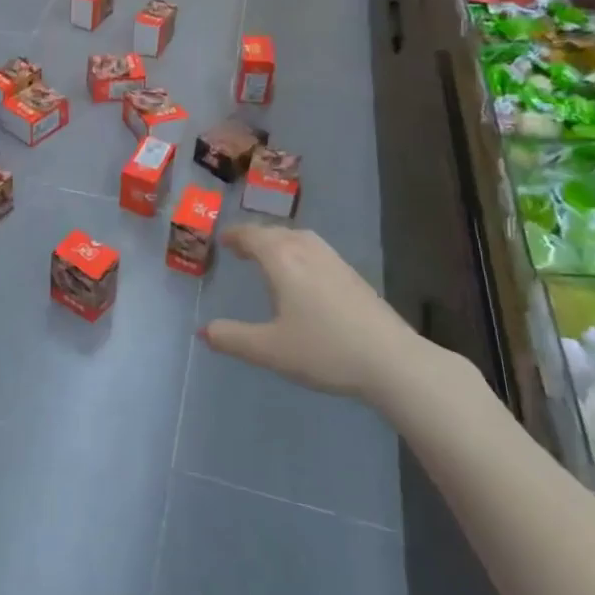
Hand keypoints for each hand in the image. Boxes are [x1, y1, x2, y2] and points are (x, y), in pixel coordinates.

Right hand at [200, 225, 420, 401]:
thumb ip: (232, 338)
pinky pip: (317, 251)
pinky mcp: (354, 277)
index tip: (222, 240)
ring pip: (301, 239)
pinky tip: (304, 276)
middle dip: (256, 237)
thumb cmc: (324, 350)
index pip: (253, 236)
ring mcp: (335, 262)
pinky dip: (300, 252)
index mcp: (283, 261)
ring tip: (271, 257)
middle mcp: (308, 252)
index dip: (235, 236)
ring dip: (281, 242)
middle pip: (277, 233)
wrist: (392, 361)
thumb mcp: (269, 350)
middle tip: (241, 248)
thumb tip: (203, 330)